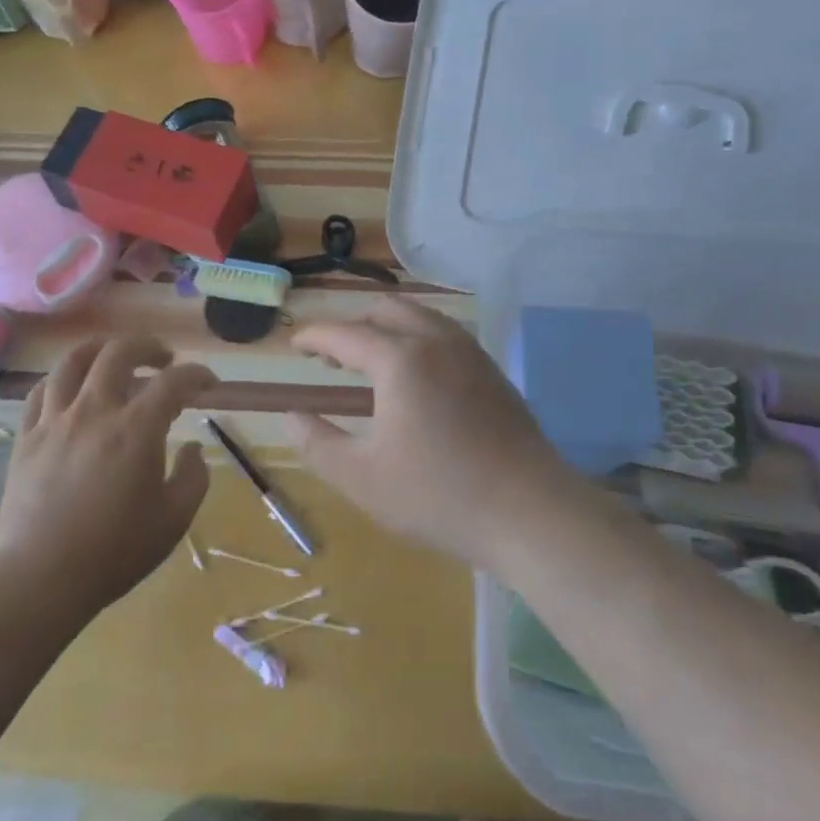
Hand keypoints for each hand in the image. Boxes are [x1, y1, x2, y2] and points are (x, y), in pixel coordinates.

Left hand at [0, 336, 214, 610]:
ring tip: (113, 358)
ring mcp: (55, 421)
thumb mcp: (174, 519)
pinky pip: (40, 392)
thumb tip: (193, 448)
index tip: (208, 384)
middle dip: (148, 346)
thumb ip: (193, 477)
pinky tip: (71, 390)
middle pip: (119, 352)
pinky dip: (61, 381)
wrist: (41, 579)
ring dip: (100, 350)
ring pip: (73, 361)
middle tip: (162, 359)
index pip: (174, 381)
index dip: (197, 375)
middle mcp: (95, 410)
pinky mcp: (26, 438)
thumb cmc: (115, 551)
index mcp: (136, 428)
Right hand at [288, 298, 576, 569]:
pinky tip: (414, 374)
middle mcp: (436, 341)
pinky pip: (444, 333)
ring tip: (369, 360)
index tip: (294, 345)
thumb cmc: (438, 495)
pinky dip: (415, 337)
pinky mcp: (491, 370)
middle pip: (385, 309)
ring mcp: (470, 352)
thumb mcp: (361, 478)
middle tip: (330, 355)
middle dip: (351, 324)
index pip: (345, 333)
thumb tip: (291, 417)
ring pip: (420, 316)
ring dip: (386, 326)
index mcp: (400, 359)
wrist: (528, 511)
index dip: (315, 336)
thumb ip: (317, 443)